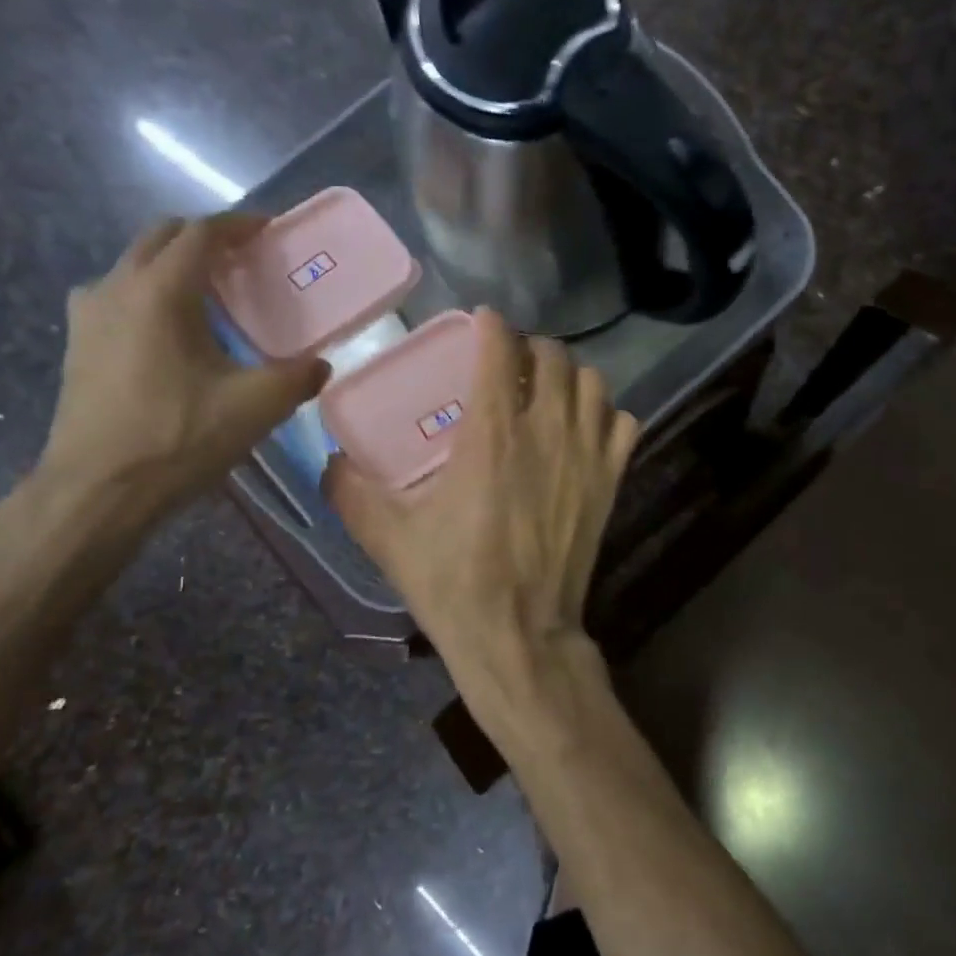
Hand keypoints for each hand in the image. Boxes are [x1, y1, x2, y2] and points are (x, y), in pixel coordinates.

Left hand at [37, 213, 327, 518]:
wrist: (99, 489)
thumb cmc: (178, 439)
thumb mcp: (255, 408)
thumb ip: (297, 378)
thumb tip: (320, 366)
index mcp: (160, 292)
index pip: (201, 233)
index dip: (239, 225)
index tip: (269, 231)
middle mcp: (116, 287)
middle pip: (161, 238)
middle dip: (205, 239)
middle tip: (243, 260)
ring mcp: (88, 314)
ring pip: (134, 265)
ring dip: (173, 266)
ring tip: (210, 296)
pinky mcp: (79, 343)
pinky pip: (117, 296)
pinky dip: (149, 294)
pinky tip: (170, 332)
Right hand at [323, 309, 638, 678]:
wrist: (518, 634)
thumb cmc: (453, 583)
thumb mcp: (387, 538)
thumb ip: (351, 491)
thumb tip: (332, 460)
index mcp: (492, 435)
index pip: (500, 350)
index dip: (492, 326)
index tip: (483, 322)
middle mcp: (546, 432)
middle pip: (553, 356)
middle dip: (531, 348)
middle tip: (510, 362)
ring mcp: (586, 456)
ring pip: (592, 383)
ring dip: (570, 376)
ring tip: (548, 390)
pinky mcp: (610, 483)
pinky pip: (624, 424)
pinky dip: (606, 415)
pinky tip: (585, 428)